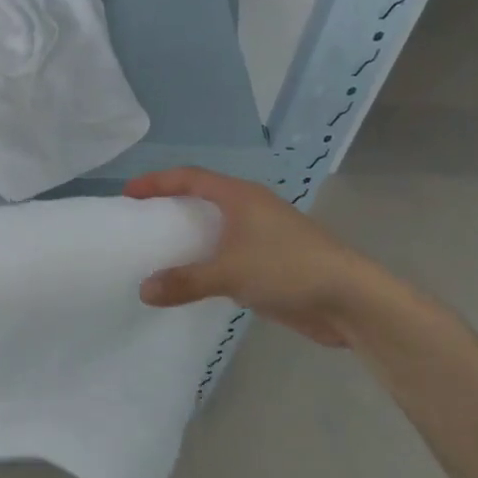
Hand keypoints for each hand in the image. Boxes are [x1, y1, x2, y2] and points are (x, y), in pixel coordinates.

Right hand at [124, 167, 415, 349]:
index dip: (157, 182)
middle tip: (141, 222)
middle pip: (203, 198)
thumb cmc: (288, 269)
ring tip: (159, 251)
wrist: (349, 300)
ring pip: (217, 229)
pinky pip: (228, 256)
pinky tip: (192, 280)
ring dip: (190, 237)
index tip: (128, 195)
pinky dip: (207, 262)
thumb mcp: (230, 273)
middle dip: (171, 207)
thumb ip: (185, 281)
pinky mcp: (270, 263)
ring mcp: (263, 236)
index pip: (190, 177)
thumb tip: (144, 290)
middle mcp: (250, 209)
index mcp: (240, 196)